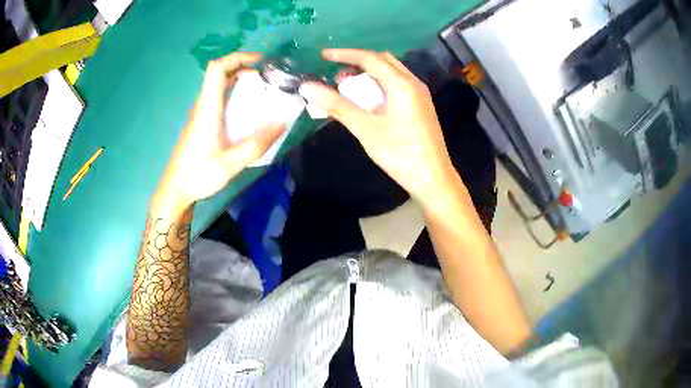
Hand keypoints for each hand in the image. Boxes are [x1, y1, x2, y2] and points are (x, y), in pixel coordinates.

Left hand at [156, 52, 284, 212]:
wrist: (176, 189)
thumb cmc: (199, 174)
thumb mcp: (231, 163)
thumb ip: (256, 144)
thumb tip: (282, 123)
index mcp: (208, 109)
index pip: (217, 69)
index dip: (238, 57)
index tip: (260, 61)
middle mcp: (202, 106)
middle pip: (219, 73)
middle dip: (243, 67)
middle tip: (266, 77)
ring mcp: (200, 114)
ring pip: (218, 86)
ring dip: (239, 81)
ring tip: (261, 91)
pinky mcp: (201, 123)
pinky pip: (218, 99)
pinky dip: (234, 95)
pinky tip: (247, 111)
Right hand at [298, 49, 455, 206]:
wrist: (433, 179)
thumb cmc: (400, 154)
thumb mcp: (366, 129)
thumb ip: (337, 106)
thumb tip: (308, 87)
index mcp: (401, 84)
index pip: (369, 58)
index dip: (344, 54)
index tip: (323, 56)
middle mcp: (413, 83)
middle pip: (382, 61)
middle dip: (358, 63)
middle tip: (337, 77)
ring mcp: (420, 94)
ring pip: (391, 73)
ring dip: (368, 75)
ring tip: (349, 90)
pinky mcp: (421, 106)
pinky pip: (397, 86)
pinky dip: (379, 86)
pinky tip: (368, 102)